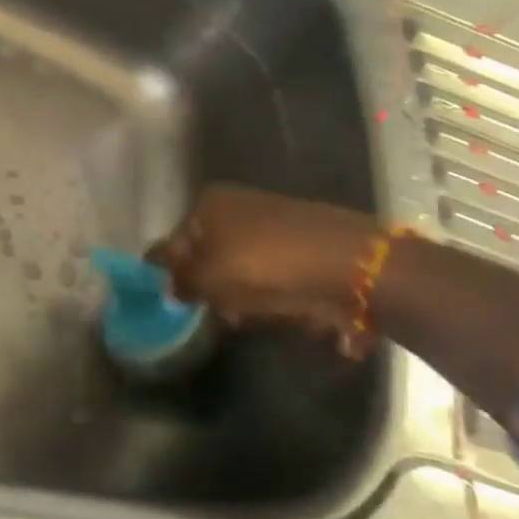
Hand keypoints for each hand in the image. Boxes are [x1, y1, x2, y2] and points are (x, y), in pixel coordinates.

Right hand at [148, 186, 380, 339]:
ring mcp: (272, 222)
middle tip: (222, 313)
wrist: (350, 264)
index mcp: (209, 203)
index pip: (173, 242)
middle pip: (208, 255)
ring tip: (255, 315)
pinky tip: (282, 308)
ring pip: (240, 267)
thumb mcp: (210, 277)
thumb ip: (182, 282)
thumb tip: (168, 286)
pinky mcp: (301, 243)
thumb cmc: (266, 265)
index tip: (177, 303)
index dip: (172, 275)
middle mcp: (237, 205)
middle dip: (212, 287)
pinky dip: (272, 292)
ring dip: (242, 294)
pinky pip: (272, 273)